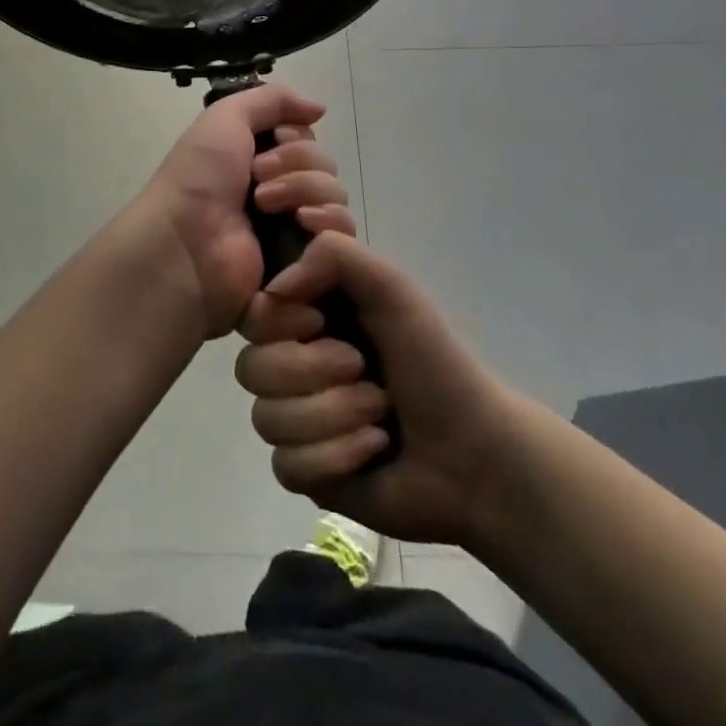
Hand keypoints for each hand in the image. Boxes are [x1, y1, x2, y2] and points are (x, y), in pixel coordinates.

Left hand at [138, 84, 358, 339]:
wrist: (186, 243)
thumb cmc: (200, 177)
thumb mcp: (226, 117)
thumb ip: (272, 99)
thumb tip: (319, 108)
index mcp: (258, 158)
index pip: (307, 139)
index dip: (295, 137)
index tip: (273, 140)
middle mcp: (279, 190)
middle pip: (324, 165)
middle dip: (296, 164)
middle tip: (257, 178)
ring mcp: (292, 227)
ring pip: (334, 195)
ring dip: (304, 189)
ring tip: (265, 206)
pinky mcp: (305, 261)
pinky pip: (342, 233)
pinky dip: (326, 221)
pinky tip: (301, 222)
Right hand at [235, 232, 512, 548]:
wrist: (475, 451)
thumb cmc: (432, 359)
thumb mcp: (391, 286)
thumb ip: (334, 255)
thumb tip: (274, 289)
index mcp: (307, 317)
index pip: (251, 313)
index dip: (279, 321)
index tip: (319, 320)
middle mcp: (292, 363)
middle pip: (250, 368)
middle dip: (315, 372)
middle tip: (364, 371)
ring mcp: (294, 419)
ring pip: (266, 418)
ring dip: (333, 416)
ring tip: (378, 415)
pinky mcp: (303, 471)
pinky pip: (287, 465)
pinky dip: (336, 457)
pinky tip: (372, 449)